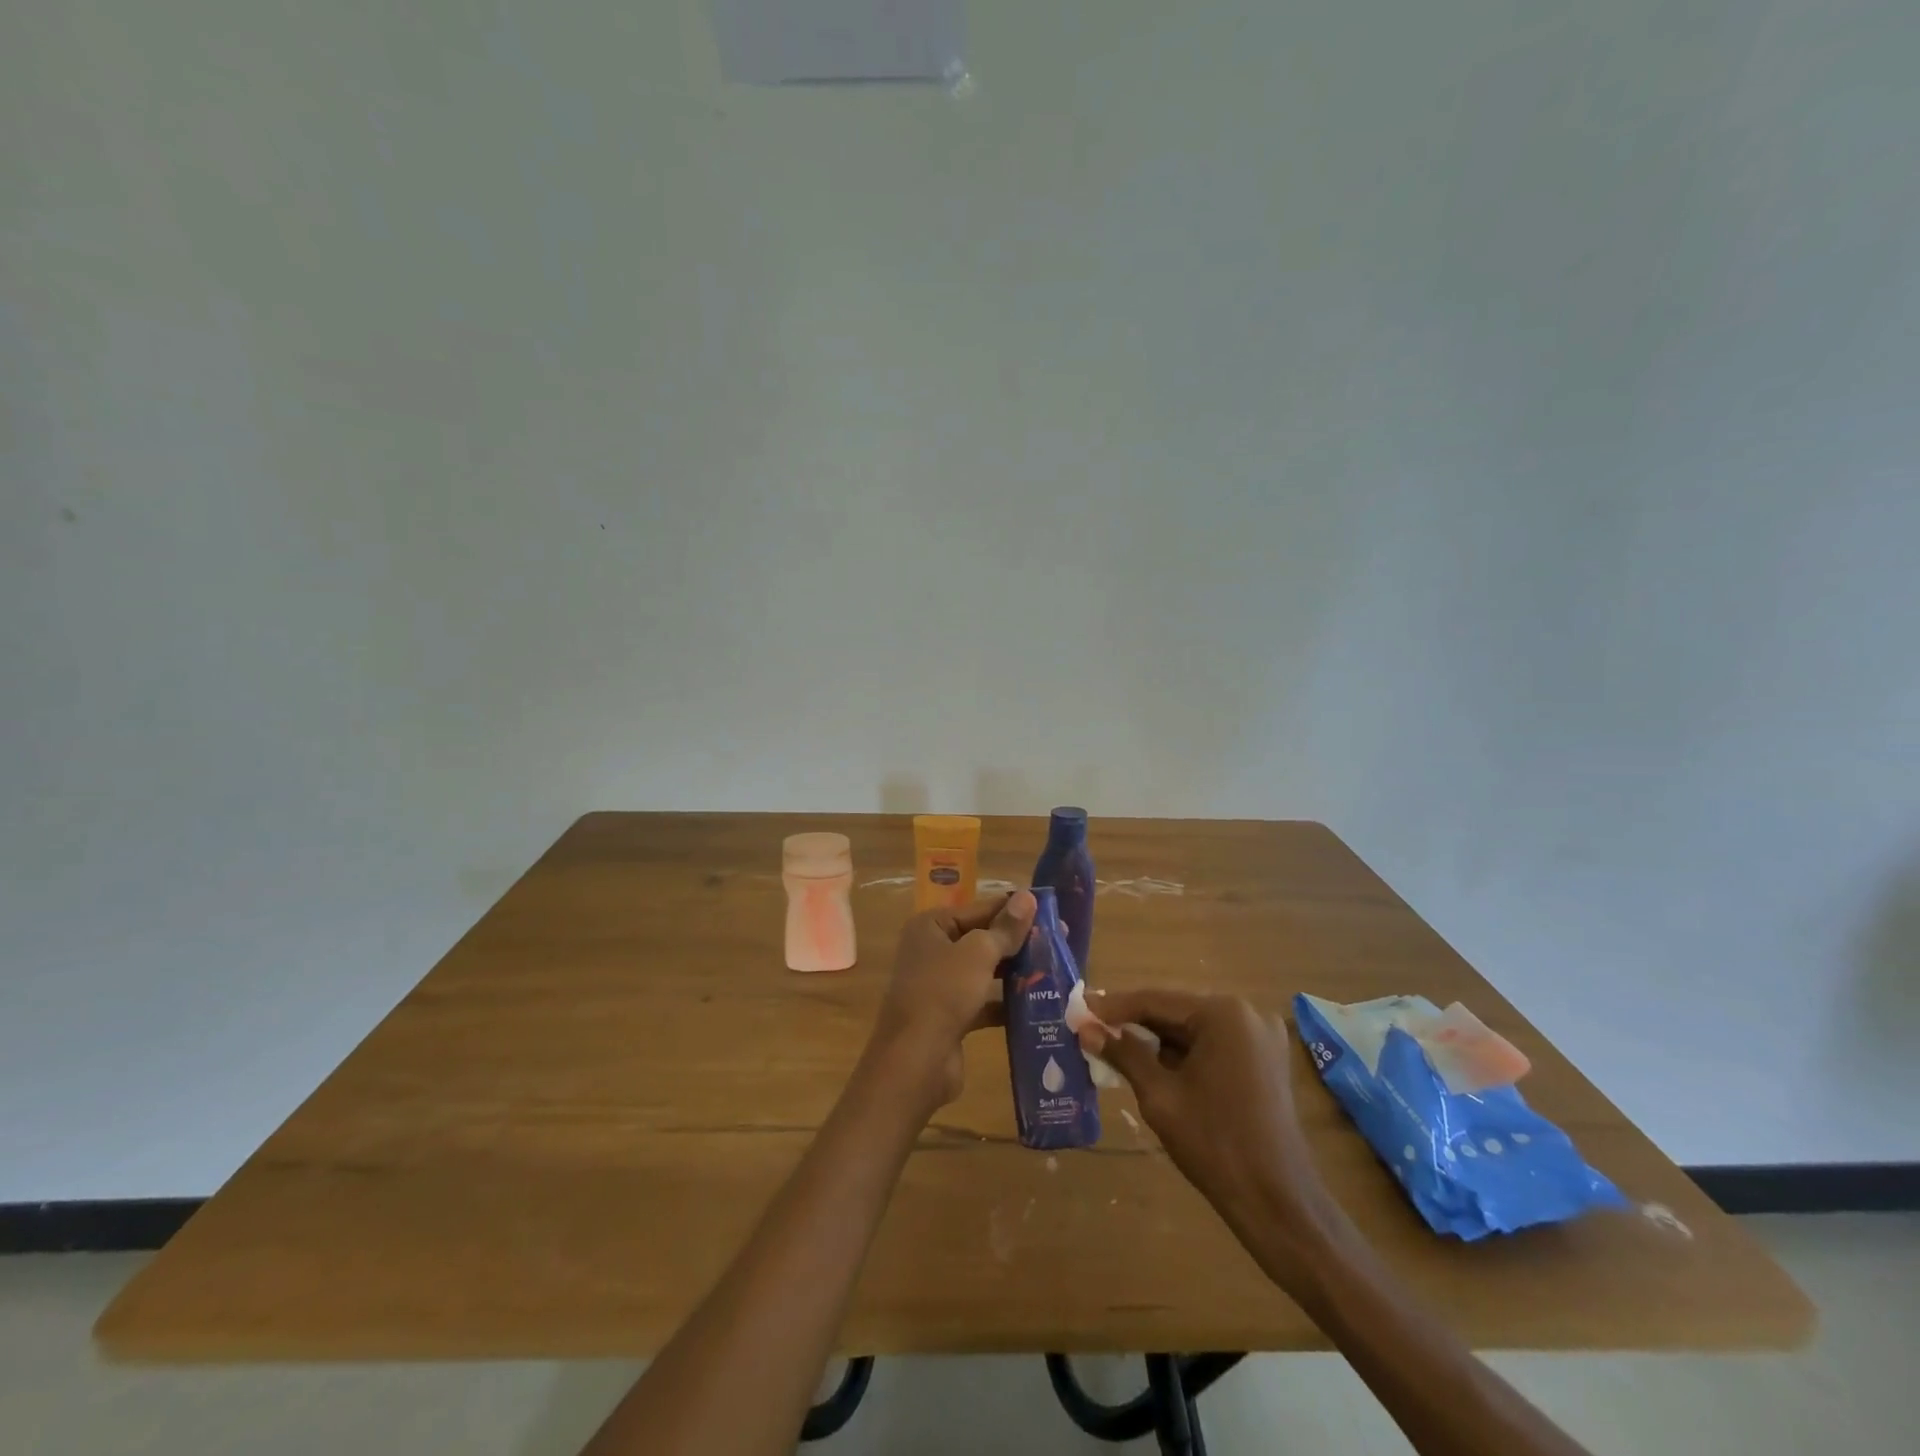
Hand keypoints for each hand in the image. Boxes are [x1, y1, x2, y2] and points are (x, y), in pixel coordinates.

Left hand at [868, 890, 1035, 1109]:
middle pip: (983, 939)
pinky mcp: (951, 1016)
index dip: (1015, 910)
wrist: (915, 1061)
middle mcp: (932, 951)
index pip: (980, 909)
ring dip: (1015, 972)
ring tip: (1055, 971)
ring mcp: (941, 985)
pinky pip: (984, 1001)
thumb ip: (1005, 928)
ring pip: (985, 972)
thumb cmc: (943, 993)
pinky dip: (1007, 1003)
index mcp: (931, 927)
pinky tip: (1038, 1005)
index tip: (1052, 912)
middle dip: (1019, 943)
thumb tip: (1029, 897)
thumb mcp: (978, 953)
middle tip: (1060, 942)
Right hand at [1078, 990, 1326, 1231]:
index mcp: (1224, 1014)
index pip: (1156, 1000)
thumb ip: (1124, 1054)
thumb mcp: (1160, 1097)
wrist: (1278, 1203)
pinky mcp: (1265, 1061)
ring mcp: (1260, 1037)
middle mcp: (1247, 1014)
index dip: (1114, 1007)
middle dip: (1134, 1022)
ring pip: (1193, 1029)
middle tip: (1093, 1027)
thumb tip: (1086, 1029)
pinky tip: (1152, 1064)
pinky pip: (1213, 1045)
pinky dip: (1183, 1053)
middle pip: (1176, 1011)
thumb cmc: (1215, 1144)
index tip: (1080, 1009)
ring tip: (1114, 1045)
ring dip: (1157, 1039)